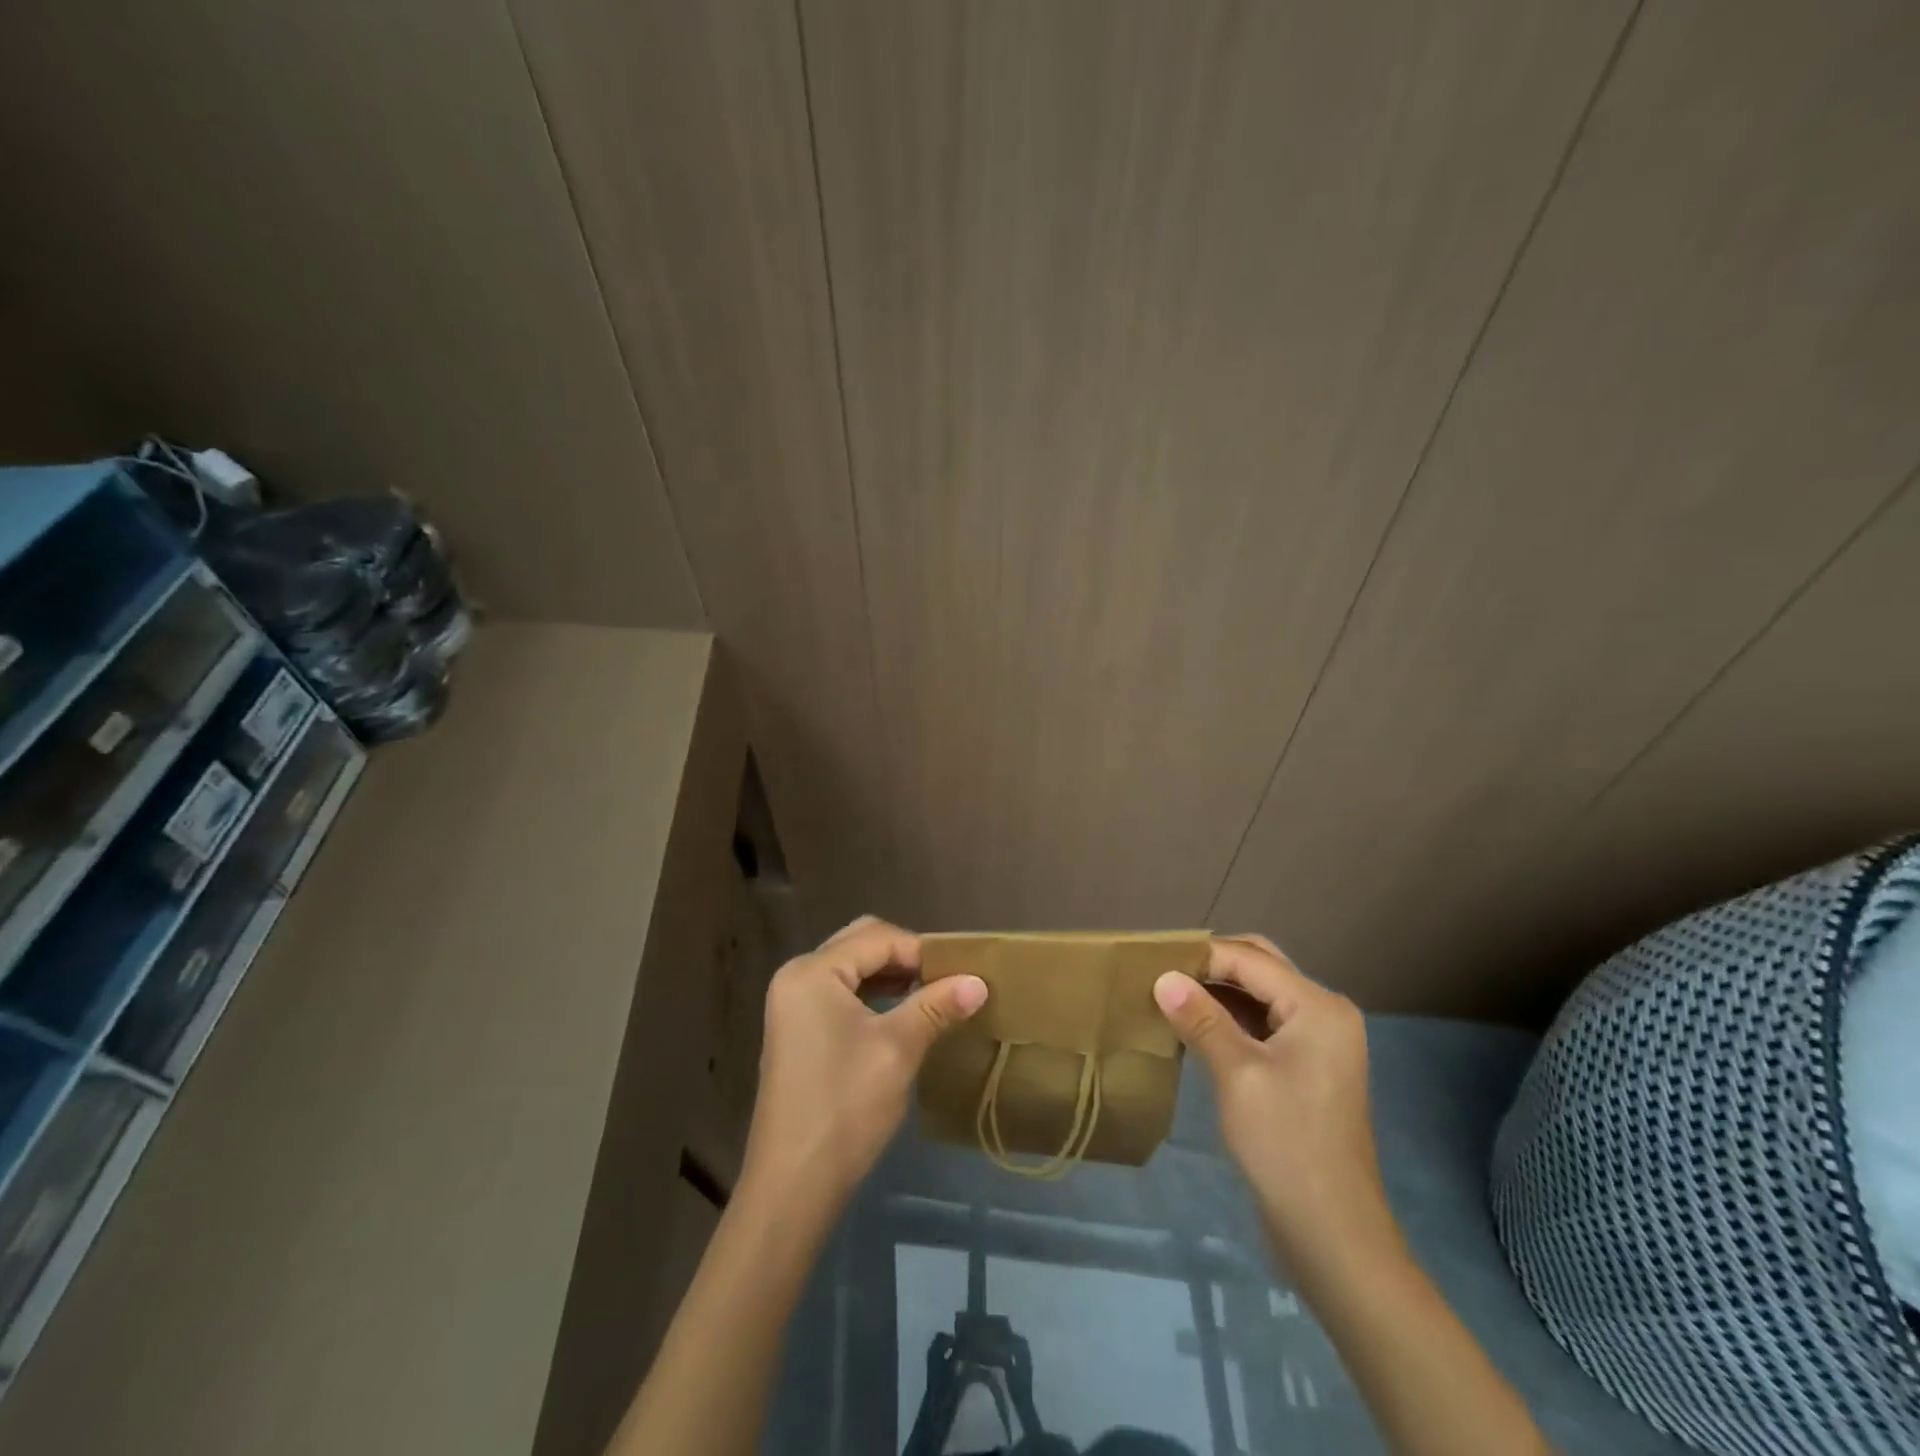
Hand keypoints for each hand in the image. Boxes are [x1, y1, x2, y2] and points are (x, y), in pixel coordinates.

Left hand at [740, 916, 987, 1209]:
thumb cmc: (845, 1105)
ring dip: (891, 975)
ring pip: (852, 968)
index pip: (878, 938)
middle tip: (946, 979)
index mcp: (813, 971)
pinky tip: (902, 1015)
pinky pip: (841, 993)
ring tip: (932, 995)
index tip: (962, 973)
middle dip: (905, 957)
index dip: (922, 951)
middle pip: (860, 944)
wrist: (793, 1185)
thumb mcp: (898, 1048)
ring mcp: (793, 1004)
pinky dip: (873, 995)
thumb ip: (937, 1006)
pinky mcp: (798, 1030)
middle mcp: (797, 976)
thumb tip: (979, 980)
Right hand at [1153, 935, 1394, 1268]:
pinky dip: (1230, 1017)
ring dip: (1218, 990)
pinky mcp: (1307, 1068)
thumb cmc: (1286, 1145)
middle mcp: (1324, 1013)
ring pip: (1260, 995)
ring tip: (1169, 992)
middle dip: (1211, 964)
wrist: (1333, 1234)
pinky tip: (1194, 1025)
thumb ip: (1201, 1019)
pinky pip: (1264, 1023)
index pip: (1249, 959)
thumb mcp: (1237, 1074)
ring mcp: (1318, 1042)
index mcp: (1317, 1006)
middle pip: (1261, 967)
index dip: (1200, 955)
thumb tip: (1162, 977)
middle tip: (1161, 970)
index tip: (1151, 959)